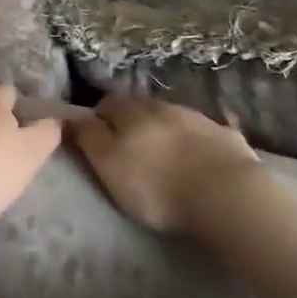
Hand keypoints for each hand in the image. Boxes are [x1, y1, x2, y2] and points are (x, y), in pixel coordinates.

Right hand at [67, 89, 262, 234]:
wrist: (225, 194)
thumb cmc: (157, 186)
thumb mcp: (110, 165)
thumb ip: (89, 138)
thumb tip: (70, 116)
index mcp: (132, 112)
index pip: (108, 104)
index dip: (99, 116)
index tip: (94, 132)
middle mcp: (164, 106)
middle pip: (141, 106)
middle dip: (132, 119)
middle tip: (127, 143)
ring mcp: (199, 118)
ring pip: (173, 116)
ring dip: (164, 127)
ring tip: (162, 149)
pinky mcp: (226, 137)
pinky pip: (205, 133)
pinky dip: (197, 140)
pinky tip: (198, 154)